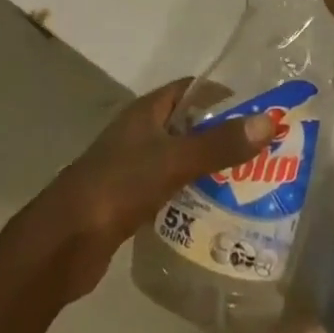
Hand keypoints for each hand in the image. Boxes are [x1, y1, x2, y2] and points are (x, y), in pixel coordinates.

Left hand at [17, 79, 273, 303]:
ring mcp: (134, 168)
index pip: (190, 90)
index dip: (222, 96)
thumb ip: (219, 144)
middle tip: (261, 155)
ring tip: (248, 187)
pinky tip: (215, 216)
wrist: (64, 242)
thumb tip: (269, 121)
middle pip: (188, 126)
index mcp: (147, 111)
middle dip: (221, 137)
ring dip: (208, 170)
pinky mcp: (130, 202)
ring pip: (180, 161)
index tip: (257, 112)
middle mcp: (141, 133)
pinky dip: (191, 198)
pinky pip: (170, 191)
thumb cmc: (117, 185)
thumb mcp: (173, 160)